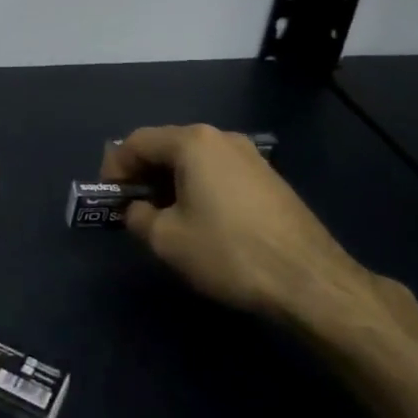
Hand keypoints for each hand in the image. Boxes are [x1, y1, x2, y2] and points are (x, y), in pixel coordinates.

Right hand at [103, 124, 375, 328]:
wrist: (309, 279)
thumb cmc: (228, 252)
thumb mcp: (166, 239)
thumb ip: (138, 217)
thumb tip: (138, 209)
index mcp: (193, 142)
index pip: (137, 142)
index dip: (115, 167)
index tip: (108, 198)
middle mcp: (222, 137)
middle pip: (167, 146)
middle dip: (143, 174)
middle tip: (131, 208)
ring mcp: (250, 156)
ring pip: (194, 160)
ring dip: (170, 182)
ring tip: (164, 217)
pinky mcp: (269, 178)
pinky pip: (219, 173)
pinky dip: (198, 188)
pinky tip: (201, 220)